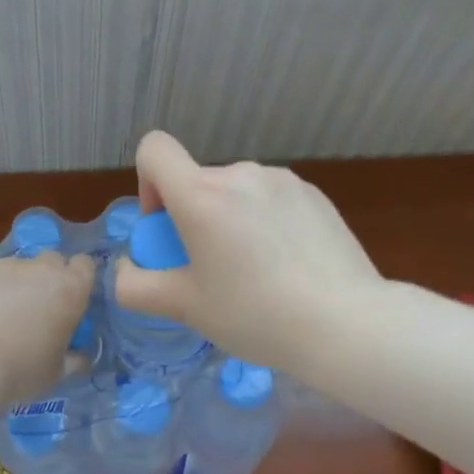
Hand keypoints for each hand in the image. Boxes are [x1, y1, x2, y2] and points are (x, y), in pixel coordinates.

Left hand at [0, 251, 96, 404]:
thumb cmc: (21, 368)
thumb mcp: (55, 373)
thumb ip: (72, 360)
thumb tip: (81, 358)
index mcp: (71, 290)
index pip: (85, 265)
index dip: (79, 278)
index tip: (71, 299)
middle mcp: (42, 269)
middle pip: (52, 260)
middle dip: (49, 277)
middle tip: (39, 307)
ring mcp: (7, 265)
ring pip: (19, 267)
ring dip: (18, 283)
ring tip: (2, 314)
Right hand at [112, 131, 381, 373]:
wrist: (347, 324)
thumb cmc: (255, 315)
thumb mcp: (184, 308)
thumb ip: (136, 285)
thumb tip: (126, 268)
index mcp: (202, 194)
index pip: (153, 149)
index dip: (146, 183)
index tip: (166, 228)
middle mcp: (240, 174)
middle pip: (196, 181)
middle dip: (191, 218)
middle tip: (210, 271)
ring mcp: (282, 180)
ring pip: (235, 192)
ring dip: (229, 220)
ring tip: (254, 274)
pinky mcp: (314, 194)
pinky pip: (270, 199)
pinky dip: (264, 222)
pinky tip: (287, 267)